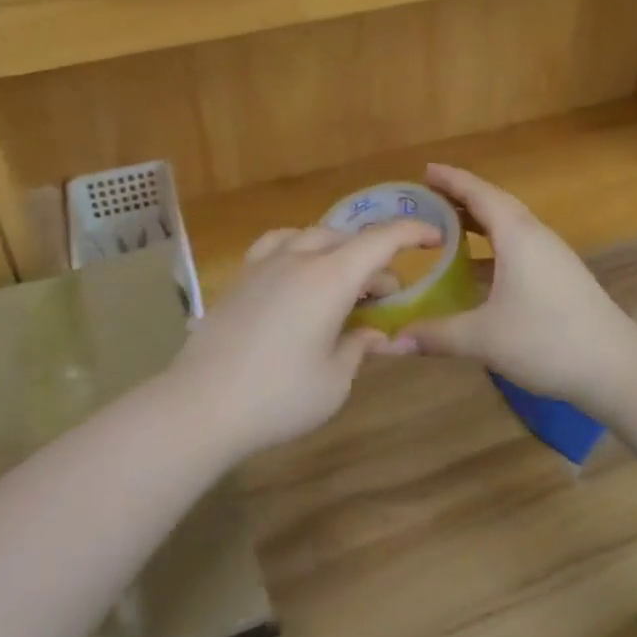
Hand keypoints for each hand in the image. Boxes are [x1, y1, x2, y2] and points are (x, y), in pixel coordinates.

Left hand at [172, 218, 439, 457]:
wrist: (202, 403)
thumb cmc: (279, 396)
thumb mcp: (334, 380)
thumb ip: (359, 347)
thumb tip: (372, 333)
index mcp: (330, 277)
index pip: (381, 240)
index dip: (412, 233)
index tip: (435, 237)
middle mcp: (299, 257)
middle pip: (347, 240)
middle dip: (374, 260)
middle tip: (384, 296)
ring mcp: (265, 263)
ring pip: (312, 236)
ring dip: (338, 250)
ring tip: (344, 280)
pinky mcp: (241, 277)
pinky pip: (278, 244)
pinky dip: (300, 248)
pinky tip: (298, 271)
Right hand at [389, 164, 636, 416]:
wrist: (617, 366)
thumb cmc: (547, 341)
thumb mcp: (484, 339)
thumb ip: (436, 335)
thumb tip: (391, 341)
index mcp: (517, 236)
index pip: (479, 194)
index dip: (451, 180)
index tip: (425, 170)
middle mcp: (535, 235)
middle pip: (495, 203)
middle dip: (461, 196)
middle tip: (428, 195)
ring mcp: (551, 255)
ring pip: (509, 224)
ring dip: (478, 220)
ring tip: (446, 224)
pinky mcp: (559, 274)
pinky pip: (518, 243)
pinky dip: (492, 243)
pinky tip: (477, 267)